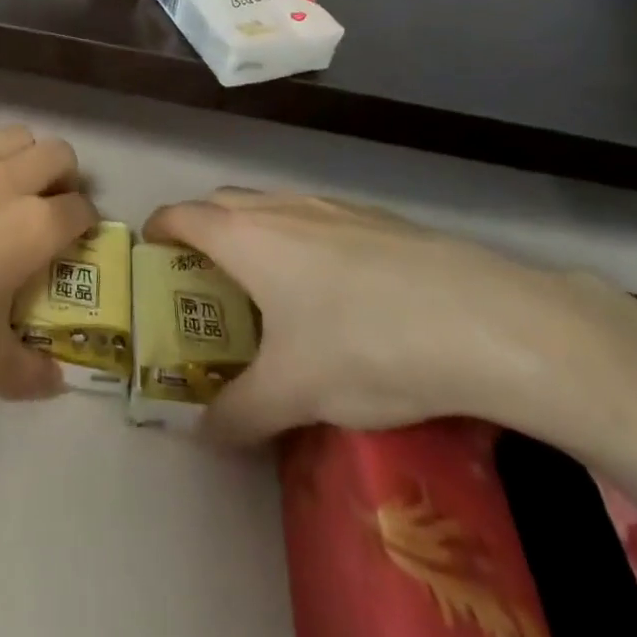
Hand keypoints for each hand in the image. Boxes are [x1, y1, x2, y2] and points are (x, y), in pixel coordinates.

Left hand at [0, 114, 97, 400]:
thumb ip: (26, 373)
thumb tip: (57, 382)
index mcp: (34, 228)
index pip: (81, 210)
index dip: (84, 223)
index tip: (74, 240)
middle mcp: (6, 180)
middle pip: (58, 154)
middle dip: (61, 176)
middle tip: (43, 204)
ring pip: (12, 134)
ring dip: (17, 154)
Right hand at [146, 189, 636, 445]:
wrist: (484, 320)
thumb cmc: (365, 345)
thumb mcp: (294, 393)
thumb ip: (239, 414)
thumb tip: (204, 434)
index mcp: (244, 237)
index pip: (181, 215)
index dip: (159, 229)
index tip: (152, 253)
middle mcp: (279, 208)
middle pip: (222, 202)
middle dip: (203, 230)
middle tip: (207, 279)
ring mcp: (331, 206)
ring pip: (272, 206)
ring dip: (255, 232)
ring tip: (271, 285)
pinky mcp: (376, 217)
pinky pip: (317, 217)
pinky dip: (302, 238)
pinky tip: (338, 289)